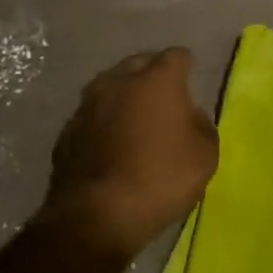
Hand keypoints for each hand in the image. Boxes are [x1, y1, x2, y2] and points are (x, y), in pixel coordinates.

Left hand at [39, 48, 218, 263]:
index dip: (186, 66)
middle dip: (152, 74)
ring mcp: (87, 105)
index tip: (190, 81)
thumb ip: (202, 126)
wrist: (97, 216)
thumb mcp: (205, 156)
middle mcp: (119, 82)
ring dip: (123, 96)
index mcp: (157, 80)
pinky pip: (91, 116)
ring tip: (134, 117)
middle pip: (139, 63)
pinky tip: (109, 143)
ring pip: (110, 86)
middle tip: (164, 98)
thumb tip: (190, 116)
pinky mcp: (67, 132)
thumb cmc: (161, 179)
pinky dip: (102, 122)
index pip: (177, 56)